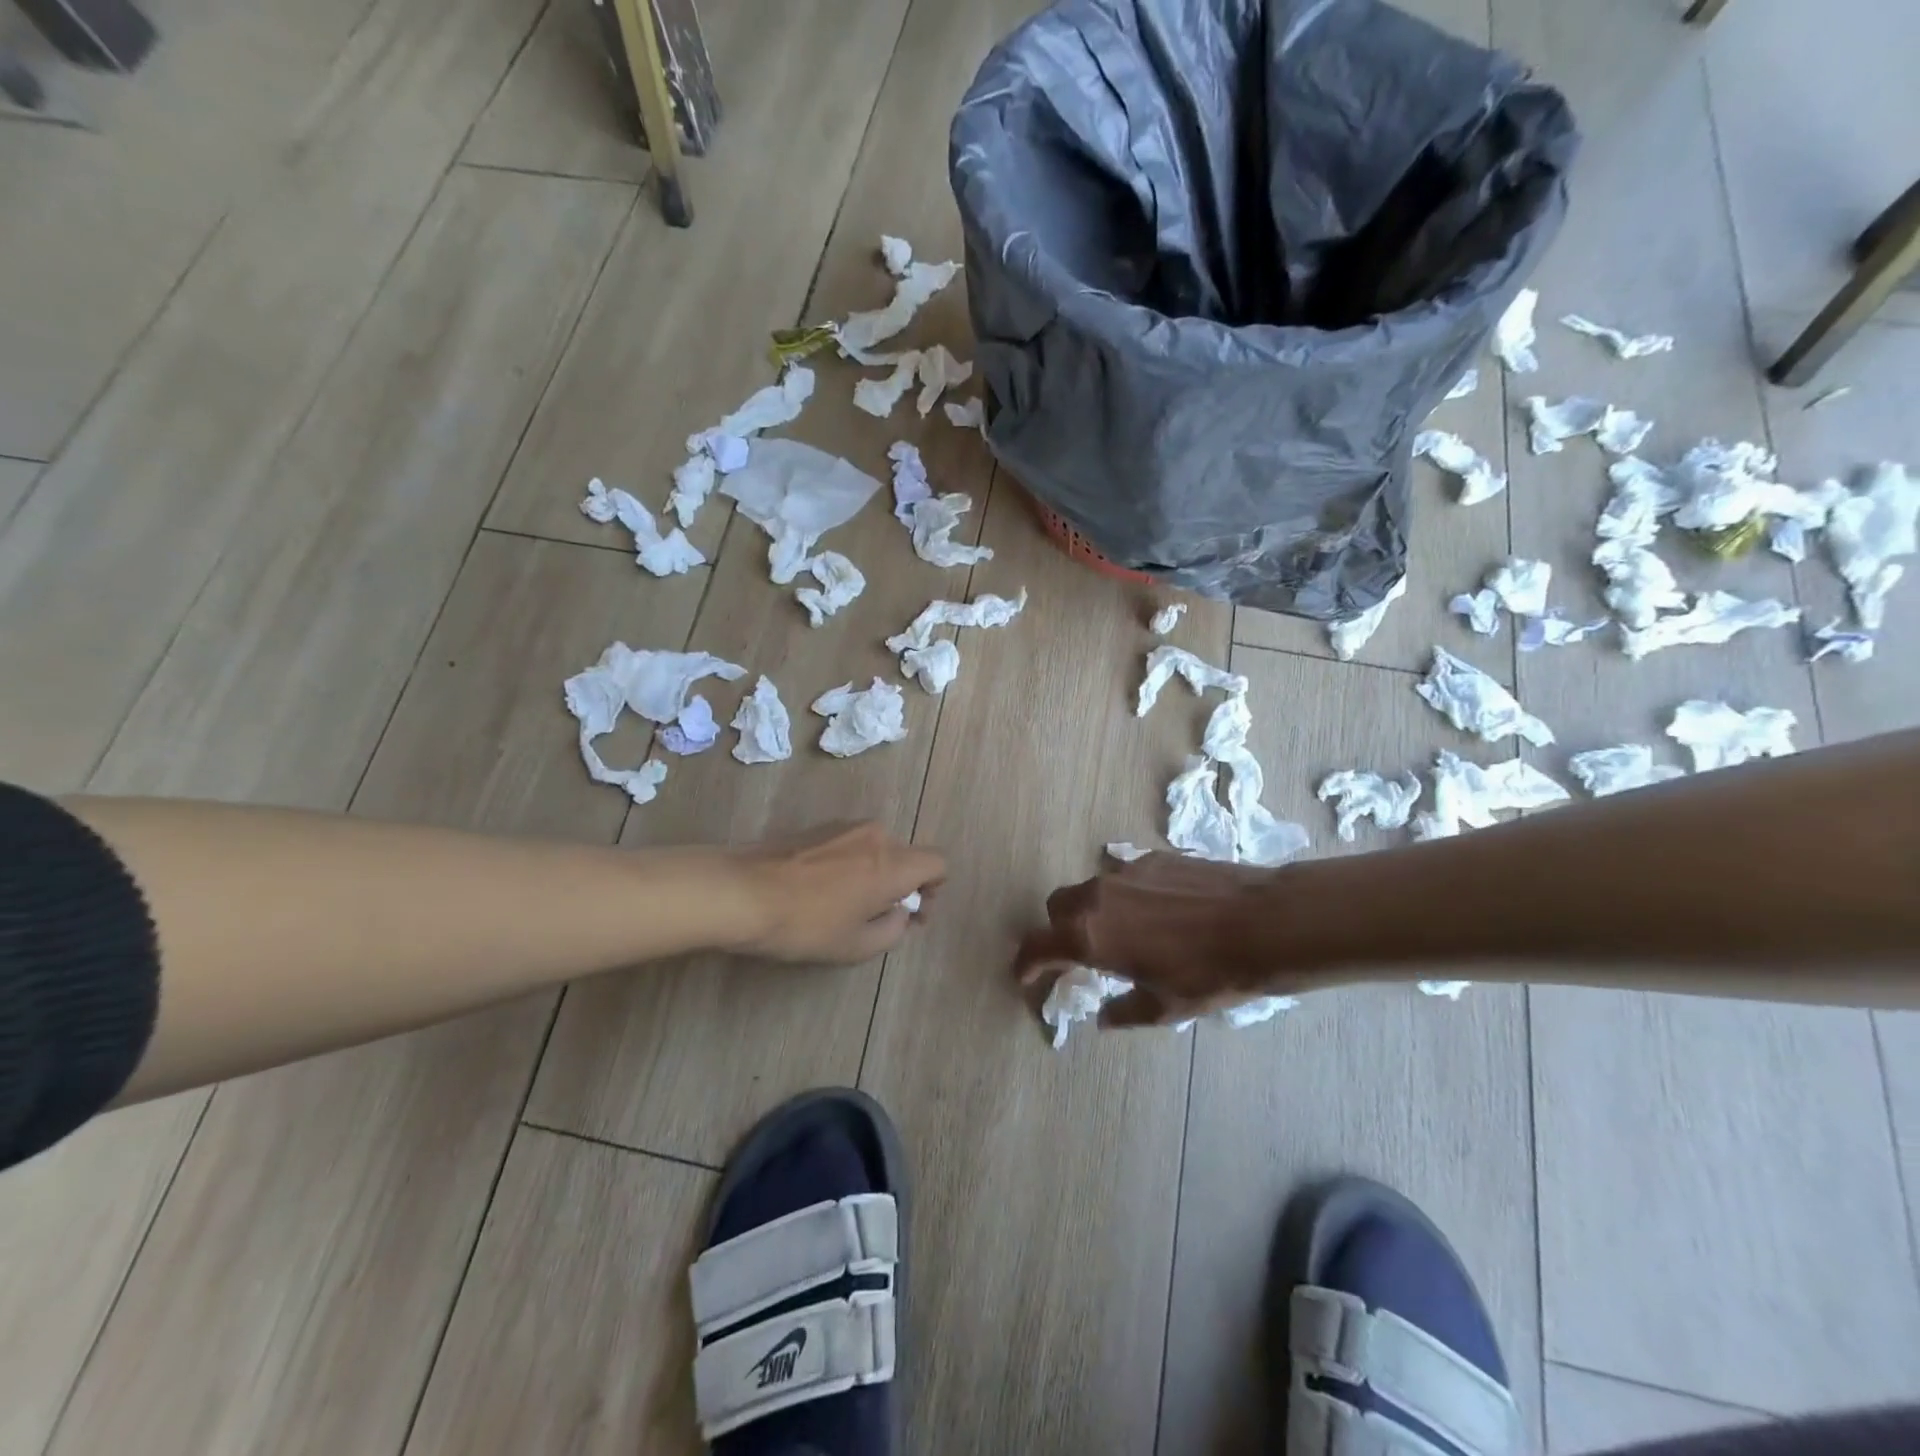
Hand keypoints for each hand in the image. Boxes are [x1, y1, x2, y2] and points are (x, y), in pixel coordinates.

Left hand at [731, 822, 944, 963]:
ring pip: (876, 849)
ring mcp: (844, 826)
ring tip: (844, 905)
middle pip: (906, 856)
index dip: (934, 889)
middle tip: (877, 917)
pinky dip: (850, 865)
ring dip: (874, 874)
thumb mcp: (856, 945)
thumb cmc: (805, 924)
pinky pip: (850, 844)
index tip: (912, 914)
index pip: (938, 862)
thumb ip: (893, 930)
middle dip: (901, 885)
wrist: (740, 892)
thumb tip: (899, 914)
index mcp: (893, 863)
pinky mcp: (817, 827)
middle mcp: (875, 835)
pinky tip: (819, 891)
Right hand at [1014, 852, 1308, 1027]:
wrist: (1261, 923)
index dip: (1026, 963)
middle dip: (1058, 930)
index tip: (1025, 975)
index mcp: (1088, 936)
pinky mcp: (1154, 857)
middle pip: (1058, 907)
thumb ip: (1123, 1011)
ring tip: (1124, 932)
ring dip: (1093, 910)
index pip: (1037, 945)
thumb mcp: (1164, 1007)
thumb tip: (1104, 1017)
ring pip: (1091, 888)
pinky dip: (1126, 895)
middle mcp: (1096, 896)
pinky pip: (1125, 876)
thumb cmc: (1208, 975)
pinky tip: (1159, 912)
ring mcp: (1125, 871)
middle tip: (1079, 954)